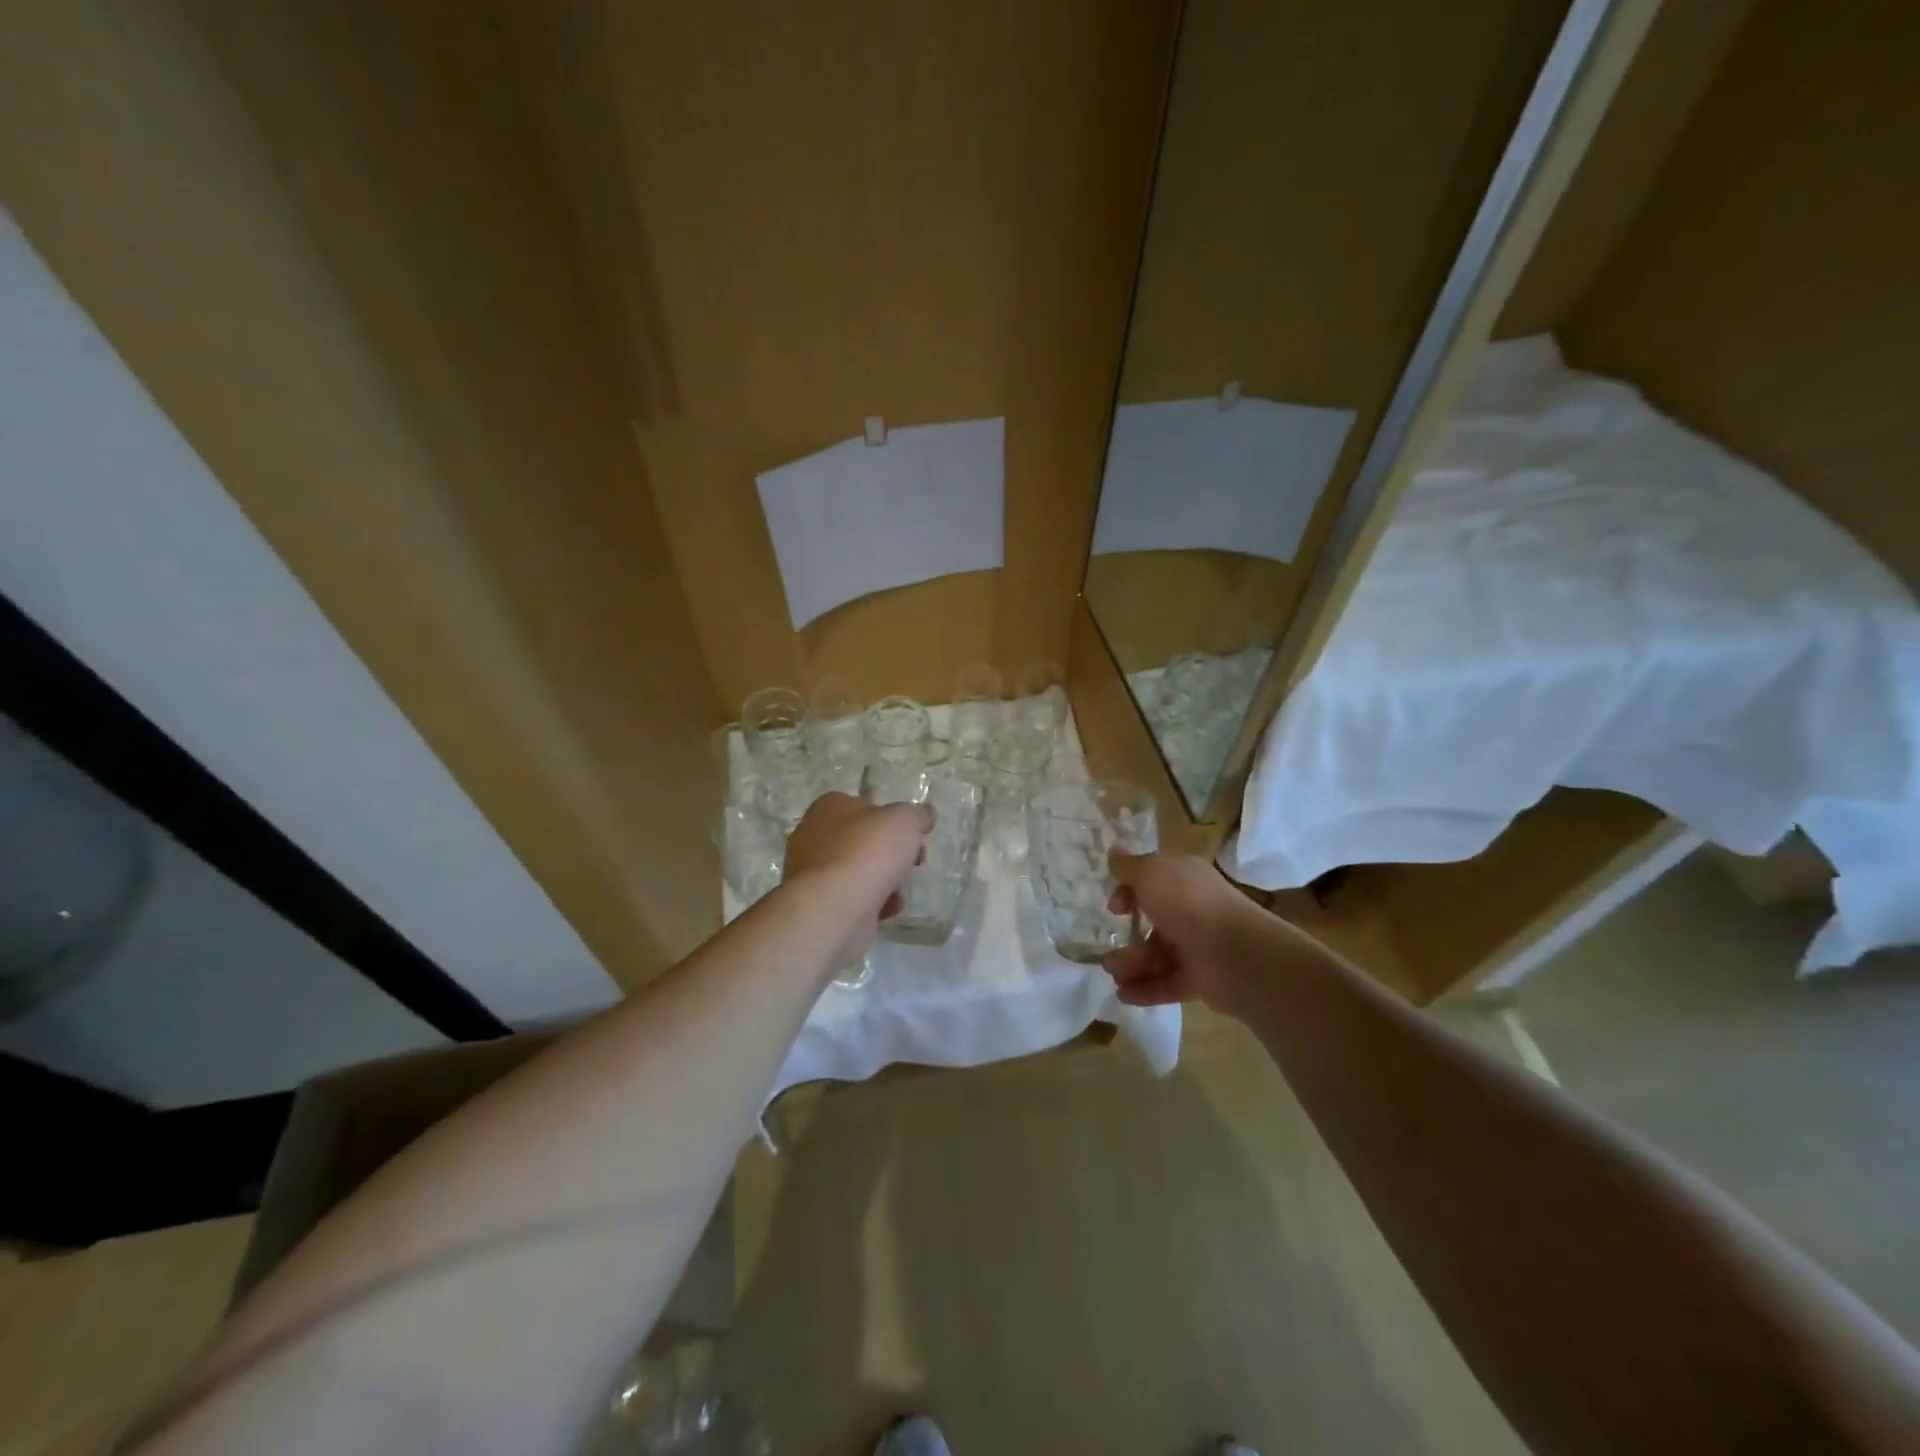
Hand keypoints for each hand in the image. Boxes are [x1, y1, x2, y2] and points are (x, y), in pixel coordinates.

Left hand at [783, 792, 932, 941]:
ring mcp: (813, 873)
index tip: (914, 835)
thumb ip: (918, 814)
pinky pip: (853, 898)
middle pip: (863, 841)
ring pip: (859, 871)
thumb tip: (925, 814)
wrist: (835, 908)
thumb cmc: (867, 852)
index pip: (864, 806)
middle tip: (914, 862)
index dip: (892, 820)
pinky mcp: (819, 904)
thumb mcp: (905, 820)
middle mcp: (814, 836)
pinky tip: (888, 909)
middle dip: (892, 853)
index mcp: (830, 807)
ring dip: (885, 880)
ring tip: (900, 890)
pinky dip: (873, 903)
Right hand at [1102, 852, 1271, 1013]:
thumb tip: (1113, 849)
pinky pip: (1168, 982)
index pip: (1153, 882)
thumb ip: (1128, 866)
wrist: (1236, 954)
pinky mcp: (1202, 978)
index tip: (1114, 907)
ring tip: (1114, 977)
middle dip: (1127, 937)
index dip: (1129, 893)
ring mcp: (1199, 945)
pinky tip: (1124, 995)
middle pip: (1153, 922)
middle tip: (1108, 951)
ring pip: (1158, 954)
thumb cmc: (1188, 904)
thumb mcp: (1150, 873)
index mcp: (1185, 879)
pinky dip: (1146, 989)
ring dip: (1132, 965)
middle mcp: (1193, 909)